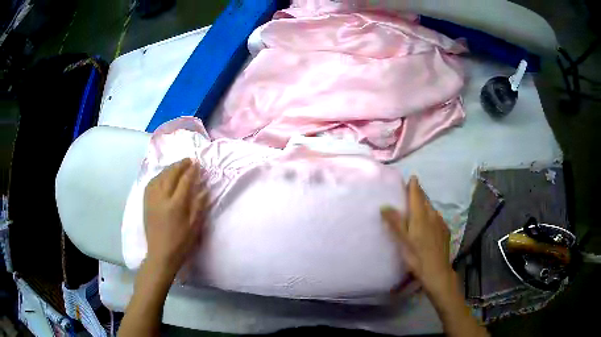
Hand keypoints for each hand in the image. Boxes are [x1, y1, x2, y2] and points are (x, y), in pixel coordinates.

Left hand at [143, 158, 209, 276]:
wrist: (161, 254)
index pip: (184, 181)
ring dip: (169, 169)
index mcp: (176, 205)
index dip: (191, 171)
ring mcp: (152, 199)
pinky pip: (151, 183)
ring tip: (177, 166)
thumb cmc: (181, 243)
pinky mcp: (146, 203)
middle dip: (180, 165)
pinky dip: (158, 176)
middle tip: (188, 160)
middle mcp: (162, 198)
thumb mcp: (194, 227)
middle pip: (170, 175)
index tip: (197, 164)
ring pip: (159, 177)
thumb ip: (199, 206)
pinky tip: (162, 176)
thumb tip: (204, 189)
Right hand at [381, 176, 453, 296]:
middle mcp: (432, 215)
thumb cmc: (417, 256)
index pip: (417, 194)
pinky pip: (437, 217)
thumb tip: (384, 205)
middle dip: (418, 194)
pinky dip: (431, 216)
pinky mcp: (445, 230)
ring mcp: (440, 222)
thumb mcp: (403, 241)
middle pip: (425, 200)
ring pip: (431, 208)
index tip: (411, 178)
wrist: (437, 271)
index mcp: (420, 215)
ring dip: (425, 205)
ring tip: (418, 209)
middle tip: (411, 192)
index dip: (414, 185)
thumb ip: (395, 222)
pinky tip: (429, 224)